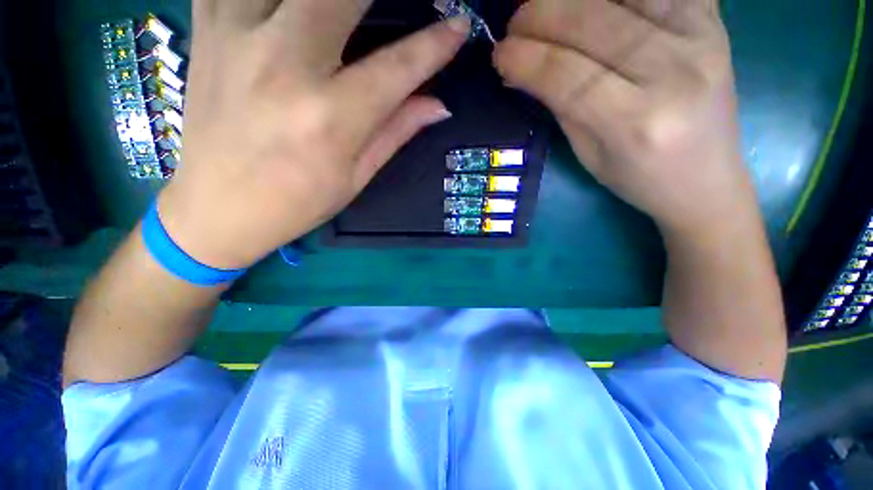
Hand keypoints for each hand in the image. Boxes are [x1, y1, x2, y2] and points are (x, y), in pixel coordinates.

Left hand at [159, 0, 469, 268]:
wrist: (218, 207)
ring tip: (343, 10)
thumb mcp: (355, 176)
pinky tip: (286, 7)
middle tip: (398, 6)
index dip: (435, 44)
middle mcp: (284, 64)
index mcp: (330, 117)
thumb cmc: (298, 203)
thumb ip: (396, 131)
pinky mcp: (206, 28)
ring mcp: (236, 35)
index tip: (459, 25)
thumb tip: (438, 105)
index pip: (398, 67)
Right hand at [494, 0, 754, 236]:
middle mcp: (673, 73)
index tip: (499, 53)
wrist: (706, 179)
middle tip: (515, 23)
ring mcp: (702, 38)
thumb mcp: (587, 153)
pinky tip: (592, 1)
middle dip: (541, 15)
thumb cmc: (638, 177)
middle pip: (593, 23)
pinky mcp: (714, 21)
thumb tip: (520, 71)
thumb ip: (559, 106)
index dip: (526, 59)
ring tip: (546, 6)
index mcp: (633, 121)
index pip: (566, 75)